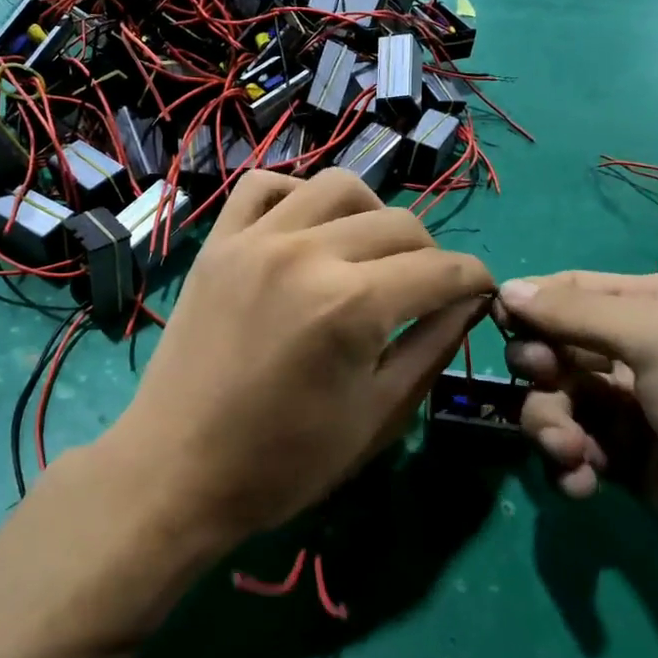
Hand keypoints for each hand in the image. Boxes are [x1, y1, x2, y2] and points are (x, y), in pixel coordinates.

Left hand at [110, 169, 492, 544]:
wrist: (176, 471)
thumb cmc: (283, 462)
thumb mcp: (377, 417)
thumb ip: (431, 348)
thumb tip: (469, 302)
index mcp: (352, 305)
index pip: (441, 270)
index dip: (475, 280)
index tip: (481, 294)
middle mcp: (307, 253)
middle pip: (398, 224)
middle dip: (431, 256)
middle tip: (427, 290)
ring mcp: (255, 239)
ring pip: (338, 186)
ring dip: (372, 214)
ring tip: (371, 254)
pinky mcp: (217, 242)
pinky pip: (265, 186)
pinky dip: (298, 196)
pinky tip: (308, 231)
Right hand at [496, 272, 657, 597]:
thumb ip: (575, 313)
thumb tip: (506, 289)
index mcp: (656, 306)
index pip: (571, 290)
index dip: (531, 305)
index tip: (500, 327)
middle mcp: (642, 352)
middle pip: (556, 346)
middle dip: (541, 370)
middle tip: (546, 385)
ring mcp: (635, 411)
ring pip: (558, 401)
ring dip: (551, 425)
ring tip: (571, 453)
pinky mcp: (629, 464)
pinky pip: (575, 449)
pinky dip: (569, 464)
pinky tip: (583, 483)